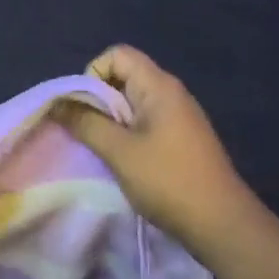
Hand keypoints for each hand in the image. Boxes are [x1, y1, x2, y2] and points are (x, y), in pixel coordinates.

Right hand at [52, 46, 257, 258]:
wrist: (222, 224)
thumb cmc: (168, 181)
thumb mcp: (119, 152)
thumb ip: (85, 123)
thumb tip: (56, 103)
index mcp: (159, 86)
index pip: (117, 54)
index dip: (93, 74)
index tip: (87, 108)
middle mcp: (170, 92)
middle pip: (124, 76)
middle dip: (99, 99)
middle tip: (90, 132)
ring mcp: (179, 116)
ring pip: (132, 101)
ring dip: (112, 120)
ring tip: (105, 149)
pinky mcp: (181, 138)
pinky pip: (145, 121)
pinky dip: (128, 133)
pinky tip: (125, 161)